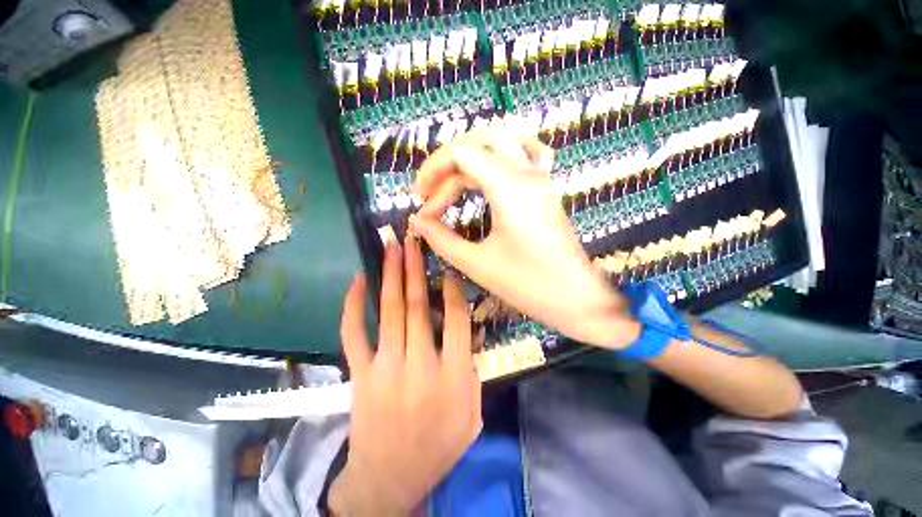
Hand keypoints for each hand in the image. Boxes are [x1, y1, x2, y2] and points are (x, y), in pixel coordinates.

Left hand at [330, 238, 481, 515]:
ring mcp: (385, 368)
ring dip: (390, 277)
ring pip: (389, 313)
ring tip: (392, 250)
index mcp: (452, 377)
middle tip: (413, 242)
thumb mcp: (473, 415)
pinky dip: (353, 306)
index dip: (453, 290)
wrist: (389, 480)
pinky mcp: (360, 374)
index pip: (457, 321)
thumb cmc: (438, 447)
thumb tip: (471, 332)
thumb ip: (474, 372)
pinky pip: (353, 334)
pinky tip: (357, 282)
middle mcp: (420, 366)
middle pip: (418, 308)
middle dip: (415, 270)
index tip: (448, 269)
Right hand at [409, 123, 641, 349]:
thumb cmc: (528, 285)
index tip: (420, 200)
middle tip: (430, 191)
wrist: (577, 298)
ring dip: (472, 155)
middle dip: (447, 161)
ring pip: (503, 141)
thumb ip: (441, 239)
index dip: (433, 169)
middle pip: (480, 141)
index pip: (462, 153)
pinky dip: (505, 153)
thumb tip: (416, 221)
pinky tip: (494, 168)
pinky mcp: (547, 188)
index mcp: (510, 190)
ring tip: (453, 180)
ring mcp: (542, 178)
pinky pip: (529, 152)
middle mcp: (528, 174)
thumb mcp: (477, 264)